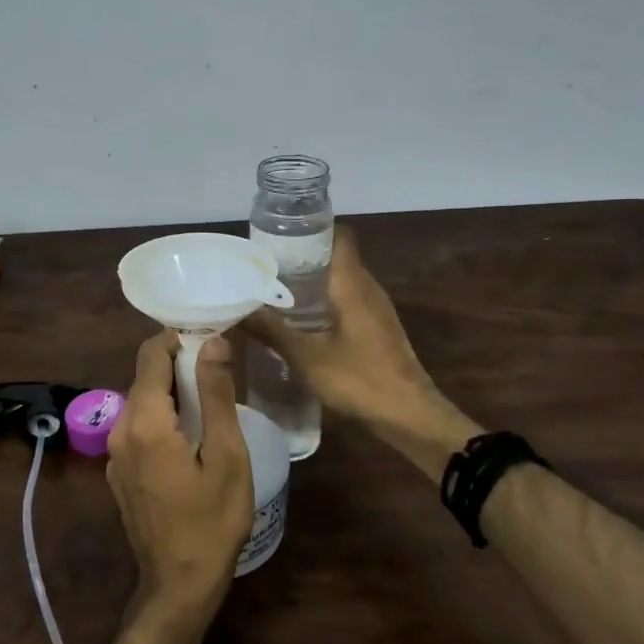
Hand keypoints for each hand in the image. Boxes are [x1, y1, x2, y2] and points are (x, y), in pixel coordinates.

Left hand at [107, 332, 254, 621]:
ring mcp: (115, 454)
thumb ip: (216, 394)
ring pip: (141, 402)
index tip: (211, 341)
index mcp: (145, 422)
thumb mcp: (227, 455)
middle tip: (219, 372)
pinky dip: (161, 417)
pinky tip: (190, 436)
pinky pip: (138, 427)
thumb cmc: (212, 521)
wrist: (179, 585)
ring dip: (171, 393)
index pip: (152, 355)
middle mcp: (120, 430)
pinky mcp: (119, 472)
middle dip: (178, 366)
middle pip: (145, 377)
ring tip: (210, 402)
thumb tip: (213, 342)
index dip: (179, 340)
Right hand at [243, 227, 479, 480]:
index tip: (279, 233)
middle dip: (302, 256)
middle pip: (335, 257)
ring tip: (274, 289)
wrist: (409, 416)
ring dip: (311, 281)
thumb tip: (234, 309)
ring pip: (341, 281)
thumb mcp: (306, 357)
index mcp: (352, 283)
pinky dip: (323, 302)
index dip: (311, 228)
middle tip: (264, 263)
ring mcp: (375, 309)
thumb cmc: (359, 379)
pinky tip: (300, 320)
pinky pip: (346, 301)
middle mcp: (367, 288)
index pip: (338, 235)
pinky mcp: (376, 329)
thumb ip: (271, 331)